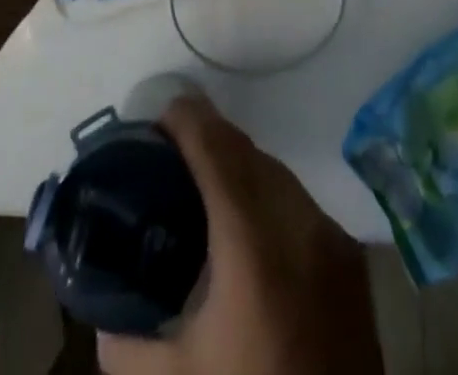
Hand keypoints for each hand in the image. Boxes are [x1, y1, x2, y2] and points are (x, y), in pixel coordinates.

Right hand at [100, 97, 383, 374]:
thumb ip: (127, 343)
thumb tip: (105, 312)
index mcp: (254, 245)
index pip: (218, 151)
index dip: (188, 120)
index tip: (159, 114)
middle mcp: (300, 224)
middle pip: (249, 153)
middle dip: (210, 139)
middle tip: (171, 153)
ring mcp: (333, 238)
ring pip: (280, 173)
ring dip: (241, 166)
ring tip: (206, 185)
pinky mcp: (352, 259)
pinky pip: (302, 203)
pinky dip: (270, 196)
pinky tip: (248, 224)